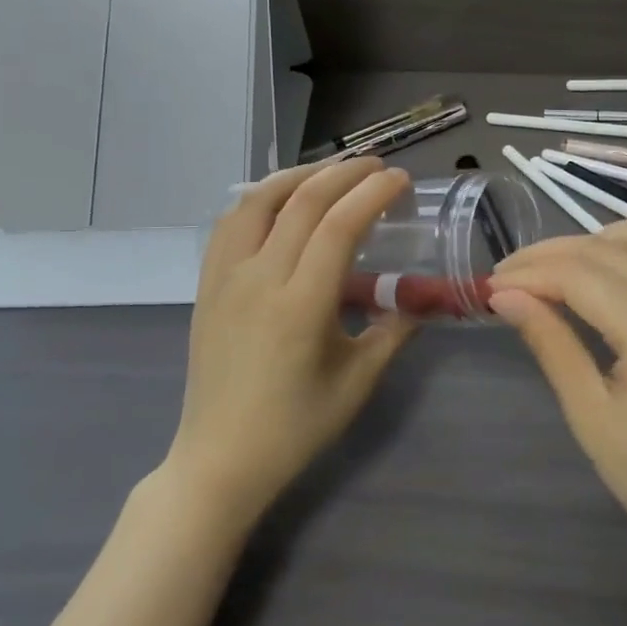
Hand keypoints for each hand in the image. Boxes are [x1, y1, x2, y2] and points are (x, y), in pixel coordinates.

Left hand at [166, 158, 416, 530]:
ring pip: (258, 201)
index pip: (338, 226)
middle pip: (302, 202)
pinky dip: (260, 198)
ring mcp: (225, 278)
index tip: (400, 179)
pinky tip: (280, 200)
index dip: (372, 194)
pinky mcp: (207, 284)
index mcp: (300, 306)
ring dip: (298, 176)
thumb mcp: (357, 382)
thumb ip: (393, 331)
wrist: (220, 459)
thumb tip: (419, 296)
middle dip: (343, 174)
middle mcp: (259, 279)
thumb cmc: (295, 427)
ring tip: (330, 171)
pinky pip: (230, 223)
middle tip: (376, 166)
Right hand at [489, 221, 626, 577]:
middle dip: (547, 255)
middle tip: (507, 278)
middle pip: (603, 247)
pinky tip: (598, 277)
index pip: (578, 274)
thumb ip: (550, 343)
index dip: (528, 274)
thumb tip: (504, 297)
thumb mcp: (591, 415)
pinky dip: (623, 250)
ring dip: (588, 242)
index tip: (489, 286)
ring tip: (551, 272)